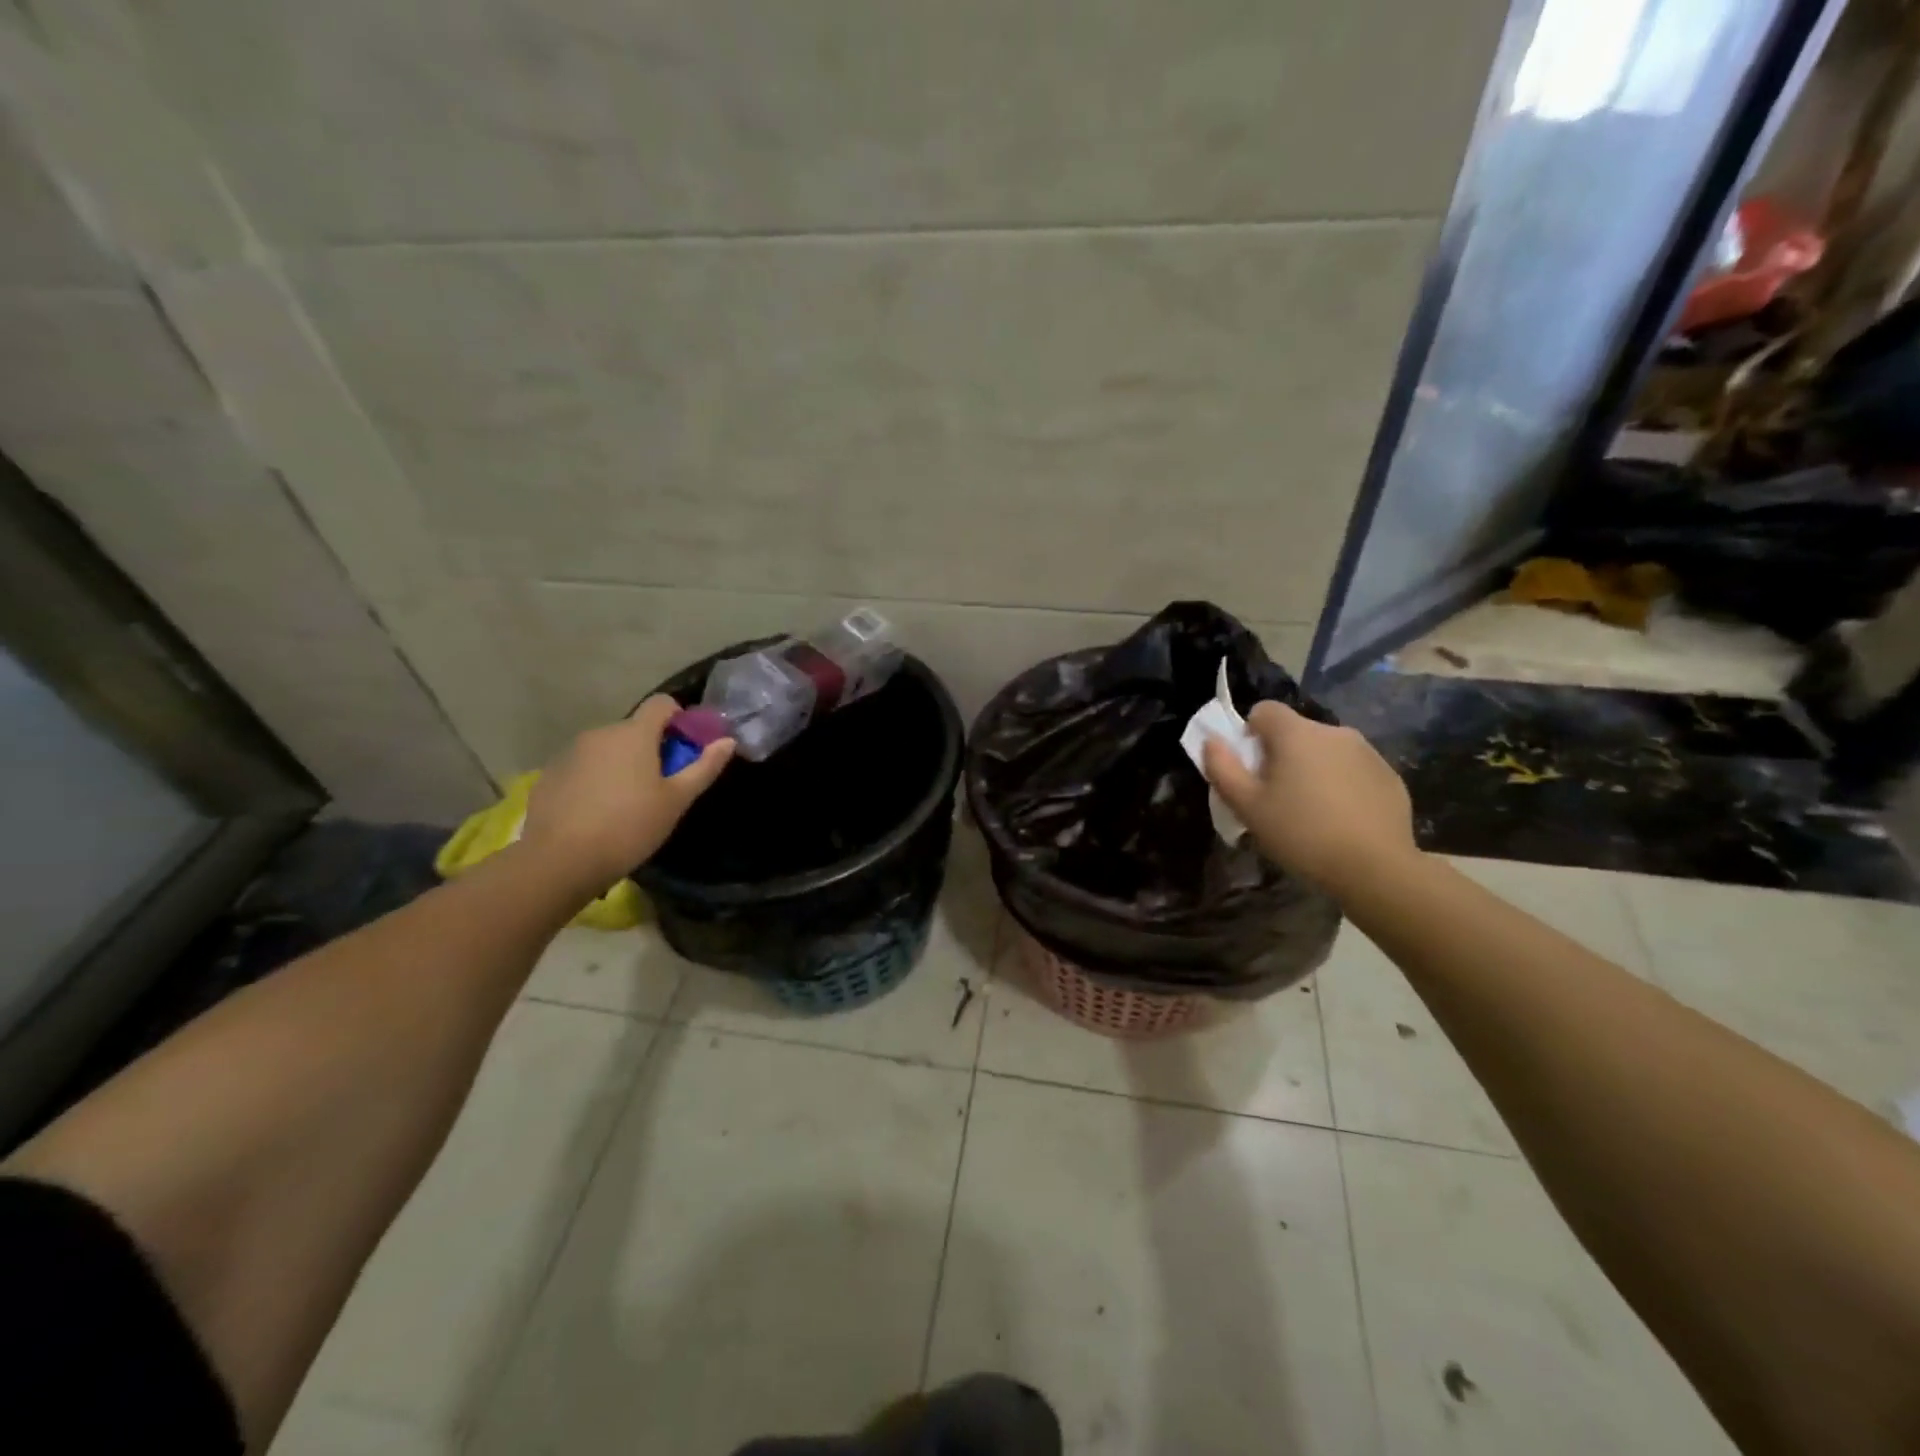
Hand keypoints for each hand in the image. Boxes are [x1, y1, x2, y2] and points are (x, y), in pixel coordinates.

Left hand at [521, 695, 733, 893]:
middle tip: (661, 786)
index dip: (679, 718)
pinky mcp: (550, 774)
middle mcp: (601, 733)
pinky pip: (583, 766)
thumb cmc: (629, 827)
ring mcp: (570, 752)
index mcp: (634, 734)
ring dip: (622, 764)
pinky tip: (597, 813)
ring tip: (627, 804)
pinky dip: (596, 779)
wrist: (558, 860)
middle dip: (651, 748)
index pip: (662, 703)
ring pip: (608, 748)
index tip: (685, 747)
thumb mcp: (676, 801)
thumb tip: (727, 741)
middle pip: (634, 729)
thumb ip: (704, 767)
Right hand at [1202, 701, 1416, 891]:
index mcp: (1296, 734)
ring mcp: (1367, 752)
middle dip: (1282, 756)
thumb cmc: (1301, 833)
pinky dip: (1343, 785)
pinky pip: (1354, 770)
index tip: (1252, 768)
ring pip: (1326, 751)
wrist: (1375, 868)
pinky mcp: (1389, 776)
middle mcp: (1334, 731)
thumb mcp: (1247, 807)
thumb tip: (1211, 741)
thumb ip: (1222, 768)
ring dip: (1314, 769)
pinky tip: (1342, 820)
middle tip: (1277, 798)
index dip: (1250, 734)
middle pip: (1296, 732)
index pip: (1264, 710)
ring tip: (1312, 812)